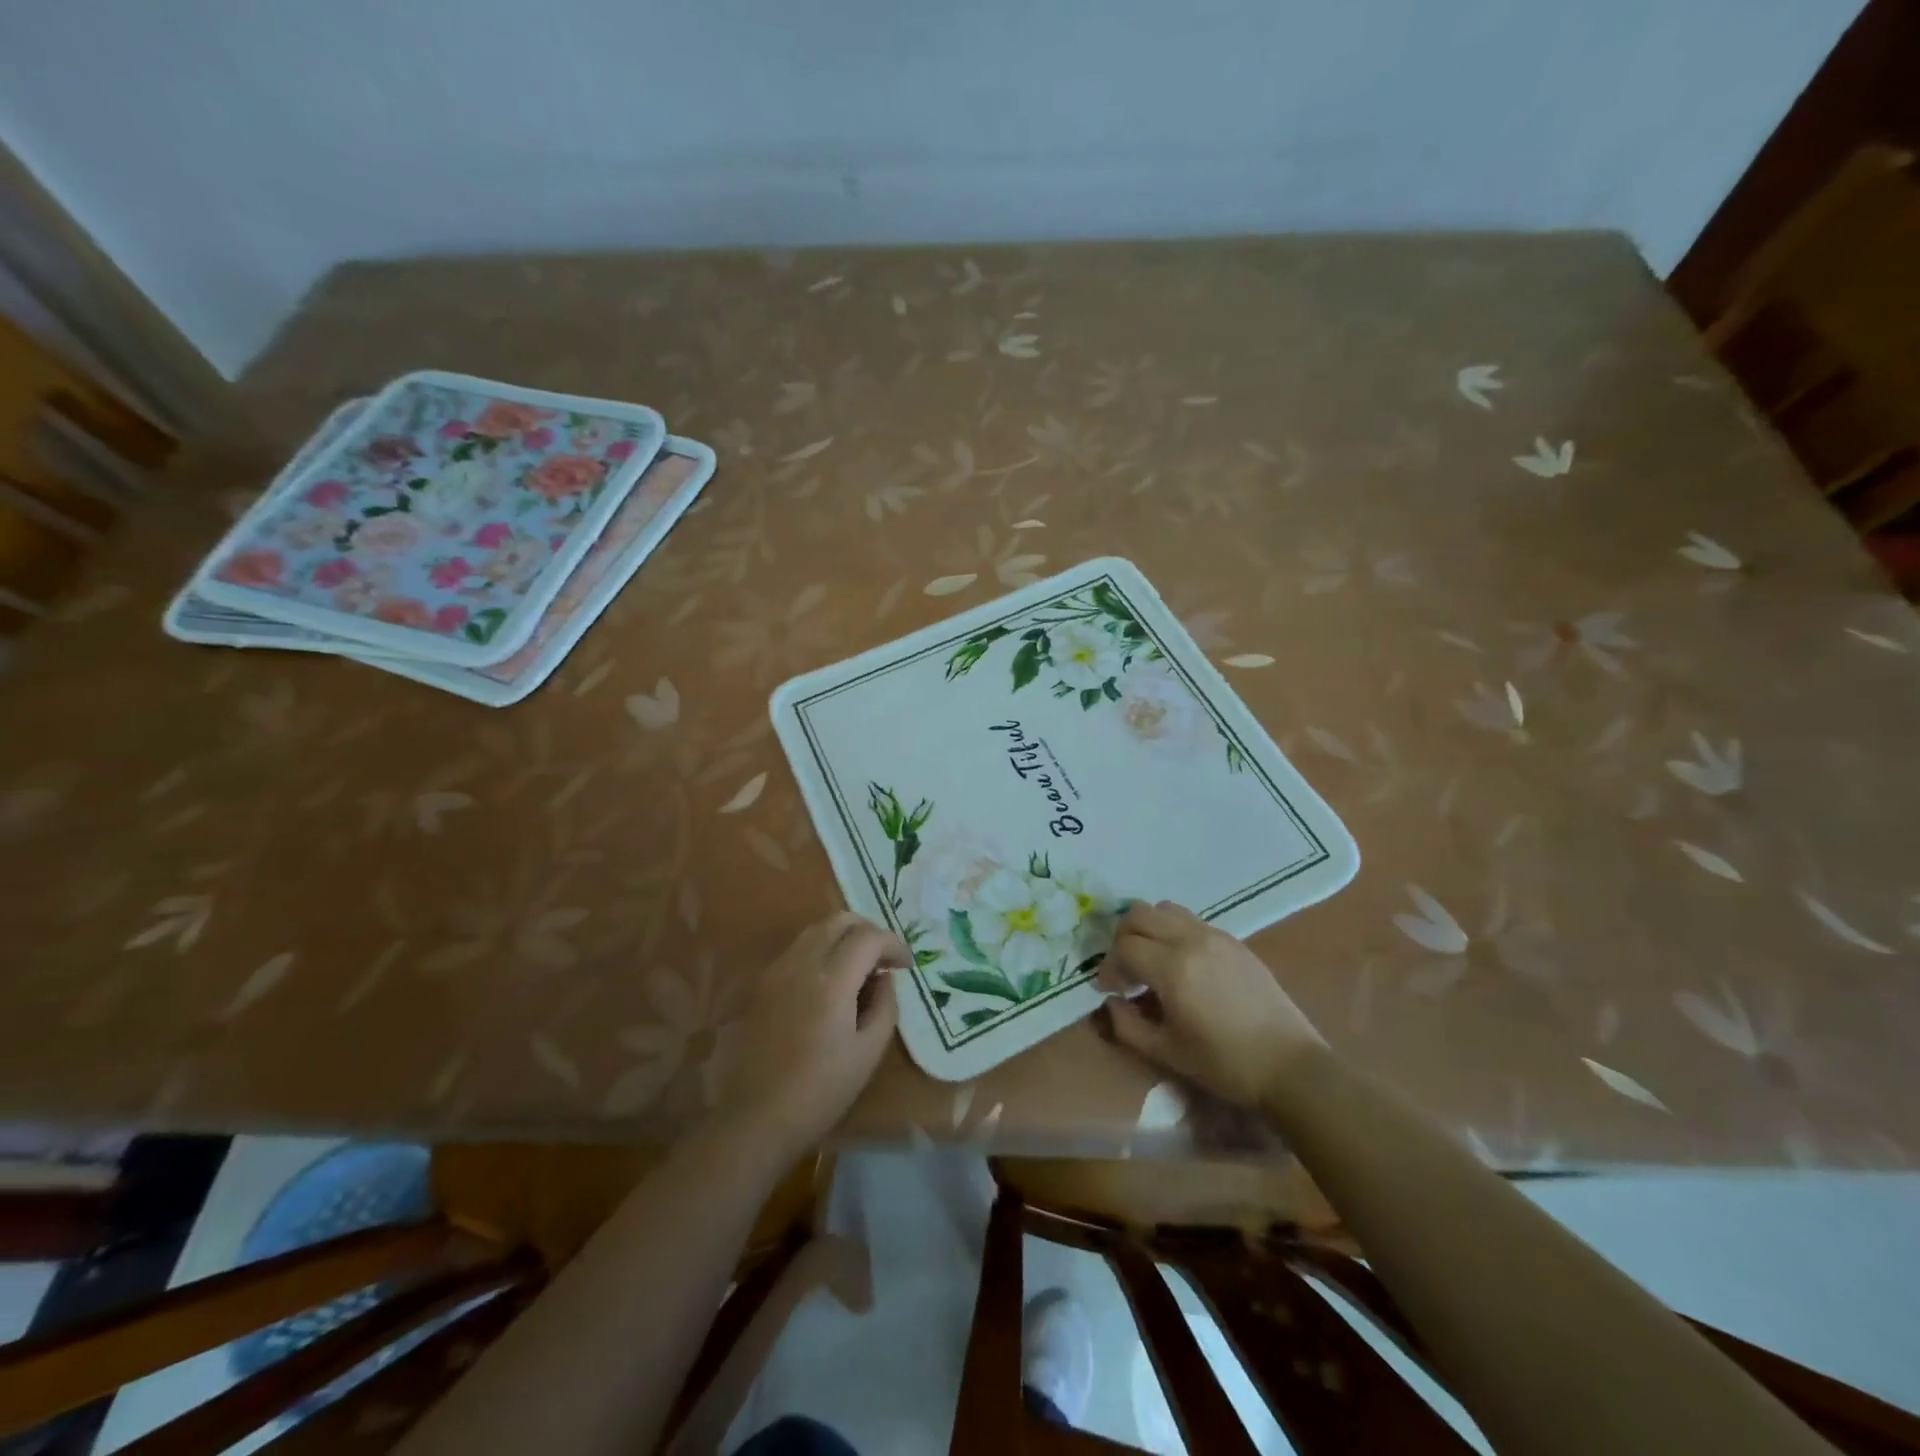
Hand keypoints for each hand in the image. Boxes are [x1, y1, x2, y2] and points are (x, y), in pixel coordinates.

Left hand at [714, 912, 904, 1158]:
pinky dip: (822, 950)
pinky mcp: (763, 983)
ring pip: (816, 929)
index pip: (869, 937)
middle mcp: (802, 964)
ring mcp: (778, 970)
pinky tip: (831, 980)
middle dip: (869, 930)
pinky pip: (799, 948)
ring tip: (860, 967)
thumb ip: (885, 1005)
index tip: (906, 966)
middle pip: (840, 920)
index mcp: (831, 981)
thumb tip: (885, 978)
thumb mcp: (868, 1052)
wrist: (756, 1117)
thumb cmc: (820, 1091)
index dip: (894, 944)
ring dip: (844, 937)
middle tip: (884, 958)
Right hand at [1101, 900, 1324, 1108]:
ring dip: (1149, 929)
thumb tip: (1112, 1003)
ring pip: (1165, 909)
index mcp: (1173, 968)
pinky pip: (1191, 921)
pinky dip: (1174, 932)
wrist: (1290, 1067)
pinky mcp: (1234, 941)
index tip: (1110, 990)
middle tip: (1125, 969)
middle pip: (1139, 914)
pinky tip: (1182, 965)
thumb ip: (1127, 1026)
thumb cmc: (1225, 1065)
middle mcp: (1191, 940)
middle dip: (1122, 938)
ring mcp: (1215, 936)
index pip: (1123, 947)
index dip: (1109, 967)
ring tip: (1152, 960)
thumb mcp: (1167, 1053)